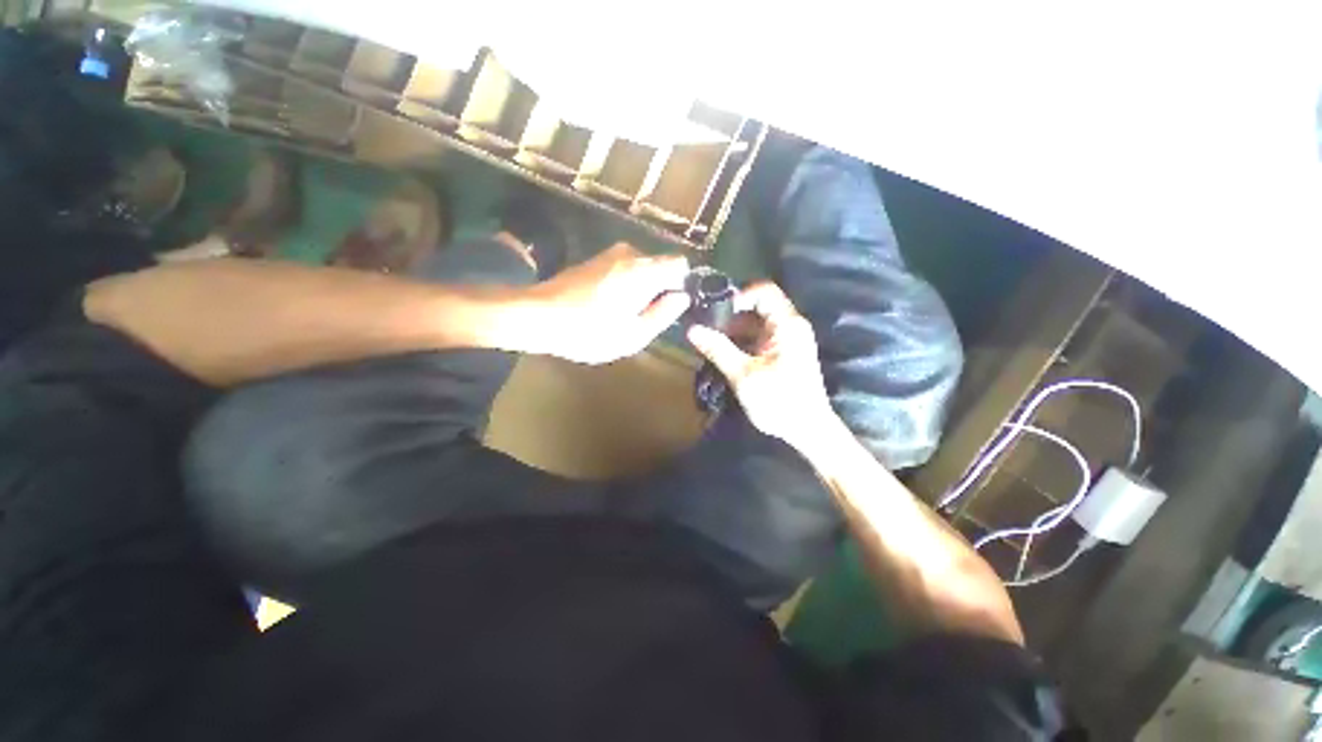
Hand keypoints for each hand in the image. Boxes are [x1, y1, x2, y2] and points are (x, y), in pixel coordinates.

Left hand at [523, 243, 690, 363]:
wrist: (537, 316)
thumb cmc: (589, 331)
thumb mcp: (634, 334)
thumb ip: (664, 314)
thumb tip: (682, 297)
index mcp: (644, 270)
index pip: (681, 264)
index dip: (683, 284)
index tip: (672, 306)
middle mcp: (630, 253)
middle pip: (660, 267)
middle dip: (660, 290)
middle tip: (645, 318)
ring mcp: (609, 254)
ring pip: (641, 269)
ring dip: (641, 289)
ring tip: (624, 316)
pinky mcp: (595, 260)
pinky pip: (624, 270)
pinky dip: (625, 285)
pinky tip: (608, 307)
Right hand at [687, 282, 836, 449]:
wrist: (808, 430)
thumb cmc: (779, 401)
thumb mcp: (743, 375)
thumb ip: (718, 349)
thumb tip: (692, 329)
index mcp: (787, 325)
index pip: (764, 291)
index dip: (738, 295)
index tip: (715, 311)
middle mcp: (791, 326)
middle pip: (758, 306)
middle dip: (731, 315)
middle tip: (706, 327)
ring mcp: (788, 339)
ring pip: (757, 323)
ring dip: (734, 330)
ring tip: (710, 342)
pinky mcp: (783, 353)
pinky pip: (760, 337)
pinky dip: (742, 341)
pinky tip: (724, 353)